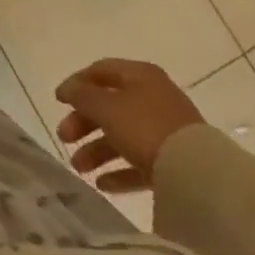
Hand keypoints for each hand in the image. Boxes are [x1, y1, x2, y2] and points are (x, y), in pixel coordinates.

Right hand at [55, 59, 205, 192]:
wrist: (197, 174)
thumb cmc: (145, 127)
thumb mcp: (105, 107)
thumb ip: (81, 96)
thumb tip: (69, 89)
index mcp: (140, 76)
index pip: (101, 71)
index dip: (76, 83)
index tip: (58, 101)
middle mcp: (153, 98)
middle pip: (109, 106)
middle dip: (83, 123)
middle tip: (64, 137)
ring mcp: (165, 131)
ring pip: (122, 136)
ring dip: (97, 150)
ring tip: (79, 168)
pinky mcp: (173, 161)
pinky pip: (139, 162)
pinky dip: (119, 171)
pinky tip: (102, 184)